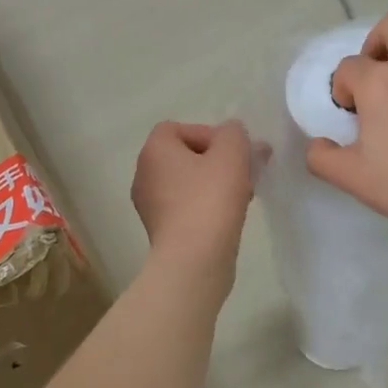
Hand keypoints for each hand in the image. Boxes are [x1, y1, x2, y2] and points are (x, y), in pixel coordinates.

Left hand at [131, 120, 258, 288]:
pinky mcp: (161, 231)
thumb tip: (231, 135)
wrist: (194, 259)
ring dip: (214, 184)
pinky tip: (228, 217)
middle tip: (243, 173)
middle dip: (217, 161)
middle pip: (184, 156)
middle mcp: (143, 175)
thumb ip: (234, 133)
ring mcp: (149, 206)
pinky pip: (186, 207)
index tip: (232, 153)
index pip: (178, 128)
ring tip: (242, 196)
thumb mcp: (232, 153)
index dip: (208, 134)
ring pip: (187, 183)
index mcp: (153, 151)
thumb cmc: (210, 199)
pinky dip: (206, 207)